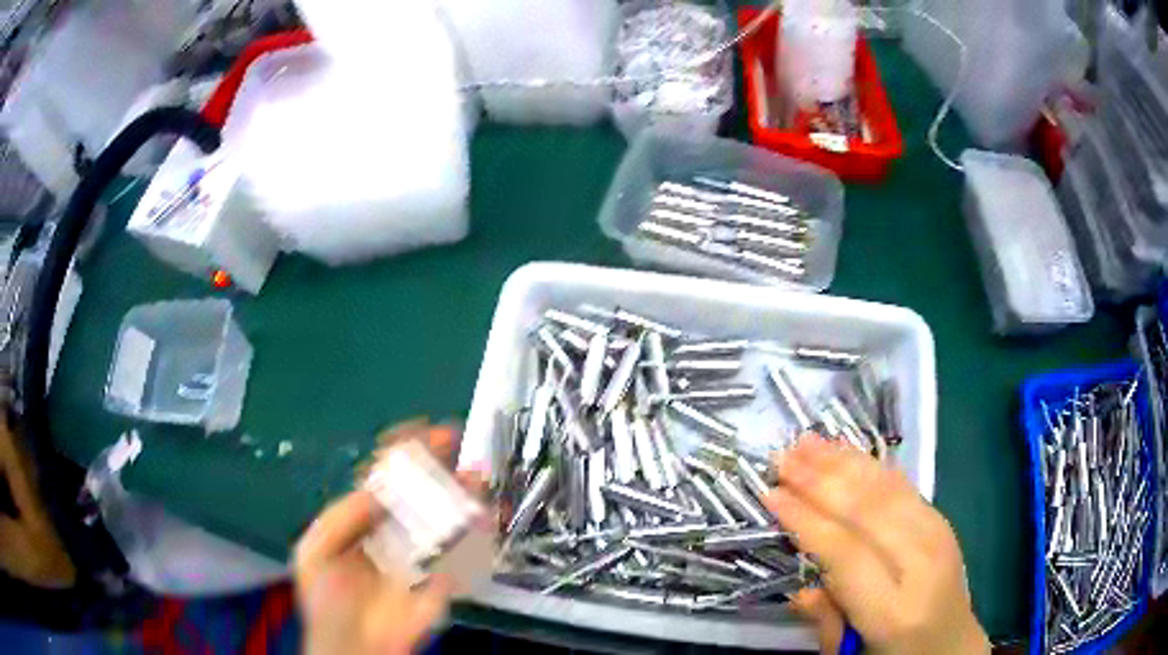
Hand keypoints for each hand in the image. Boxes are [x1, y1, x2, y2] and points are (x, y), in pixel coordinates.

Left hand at [294, 423, 462, 654]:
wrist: (351, 646)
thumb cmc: (327, 597)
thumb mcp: (317, 549)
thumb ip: (342, 517)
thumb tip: (378, 488)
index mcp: (365, 519)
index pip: (387, 476)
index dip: (406, 451)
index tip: (428, 431)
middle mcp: (397, 530)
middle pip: (423, 491)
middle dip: (442, 466)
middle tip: (461, 446)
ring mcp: (423, 554)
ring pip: (447, 517)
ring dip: (465, 494)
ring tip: (478, 477)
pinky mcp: (443, 580)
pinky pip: (464, 553)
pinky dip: (478, 534)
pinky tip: (487, 517)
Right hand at [765, 437, 989, 654]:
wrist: (953, 645)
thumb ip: (826, 623)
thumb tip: (800, 590)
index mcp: (894, 610)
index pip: (846, 554)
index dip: (807, 520)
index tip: (771, 495)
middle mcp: (921, 564)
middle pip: (868, 512)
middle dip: (821, 480)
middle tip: (782, 458)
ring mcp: (938, 536)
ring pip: (887, 489)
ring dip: (844, 463)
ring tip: (807, 443)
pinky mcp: (942, 522)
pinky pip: (904, 486)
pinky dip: (871, 466)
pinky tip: (848, 451)